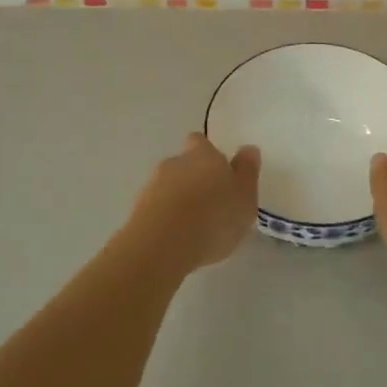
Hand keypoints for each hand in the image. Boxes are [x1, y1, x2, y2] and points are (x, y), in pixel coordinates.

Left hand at [123, 135, 260, 272]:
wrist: (162, 245)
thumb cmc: (213, 217)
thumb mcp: (245, 197)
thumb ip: (247, 172)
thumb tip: (248, 149)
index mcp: (203, 154)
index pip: (200, 141)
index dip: (207, 153)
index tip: (218, 170)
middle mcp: (175, 162)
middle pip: (184, 163)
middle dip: (194, 178)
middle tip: (210, 202)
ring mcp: (152, 185)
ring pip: (168, 186)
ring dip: (178, 199)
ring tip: (194, 225)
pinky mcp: (137, 210)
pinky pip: (156, 208)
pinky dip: (165, 218)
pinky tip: (176, 238)